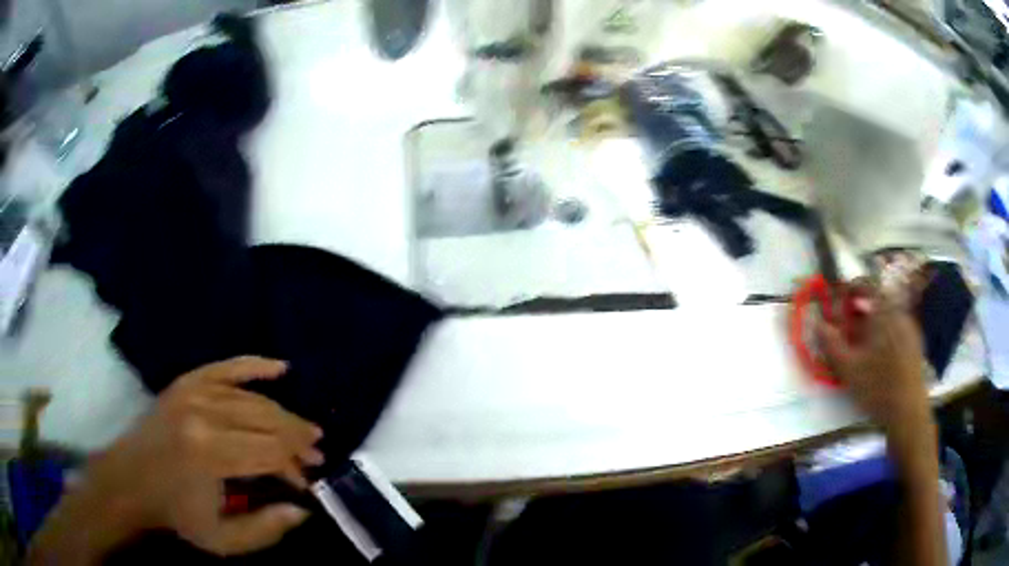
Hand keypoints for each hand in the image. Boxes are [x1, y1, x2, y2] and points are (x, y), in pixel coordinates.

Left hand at [29, 357, 323, 562]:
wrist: (130, 479)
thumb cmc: (176, 513)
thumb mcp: (223, 539)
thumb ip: (266, 529)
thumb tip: (302, 509)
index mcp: (209, 454)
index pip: (269, 452)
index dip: (294, 466)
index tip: (309, 480)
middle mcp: (203, 414)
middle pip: (265, 422)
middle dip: (296, 439)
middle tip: (316, 453)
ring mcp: (192, 392)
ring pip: (253, 399)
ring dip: (284, 415)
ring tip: (305, 431)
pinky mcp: (185, 382)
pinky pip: (227, 367)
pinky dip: (255, 366)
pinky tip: (281, 367)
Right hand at [816, 283, 930, 434]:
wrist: (908, 410)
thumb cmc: (877, 387)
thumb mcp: (848, 368)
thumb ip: (831, 344)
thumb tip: (817, 323)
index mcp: (884, 310)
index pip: (866, 284)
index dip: (850, 289)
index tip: (839, 304)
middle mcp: (898, 311)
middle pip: (877, 299)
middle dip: (859, 310)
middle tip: (847, 329)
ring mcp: (909, 326)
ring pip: (887, 314)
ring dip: (872, 322)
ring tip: (861, 345)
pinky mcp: (914, 342)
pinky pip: (896, 327)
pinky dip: (884, 333)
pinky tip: (878, 356)